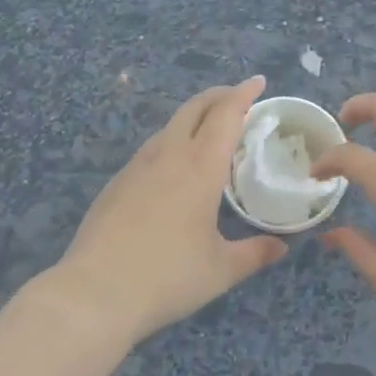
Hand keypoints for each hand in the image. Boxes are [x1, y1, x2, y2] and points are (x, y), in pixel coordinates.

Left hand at [55, 77, 286, 344]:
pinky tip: (174, 167)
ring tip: (209, 131)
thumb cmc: (167, 277)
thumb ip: (254, 253)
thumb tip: (281, 248)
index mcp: (201, 165)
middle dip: (218, 95)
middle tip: (238, 98)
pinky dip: (173, 141)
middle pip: (195, 107)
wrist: (94, 293)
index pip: (226, 114)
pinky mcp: (117, 182)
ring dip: (194, 117)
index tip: (258, 82)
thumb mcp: (220, 270)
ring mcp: (138, 165)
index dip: (244, 93)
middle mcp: (170, 154)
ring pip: (171, 125)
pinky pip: (152, 147)